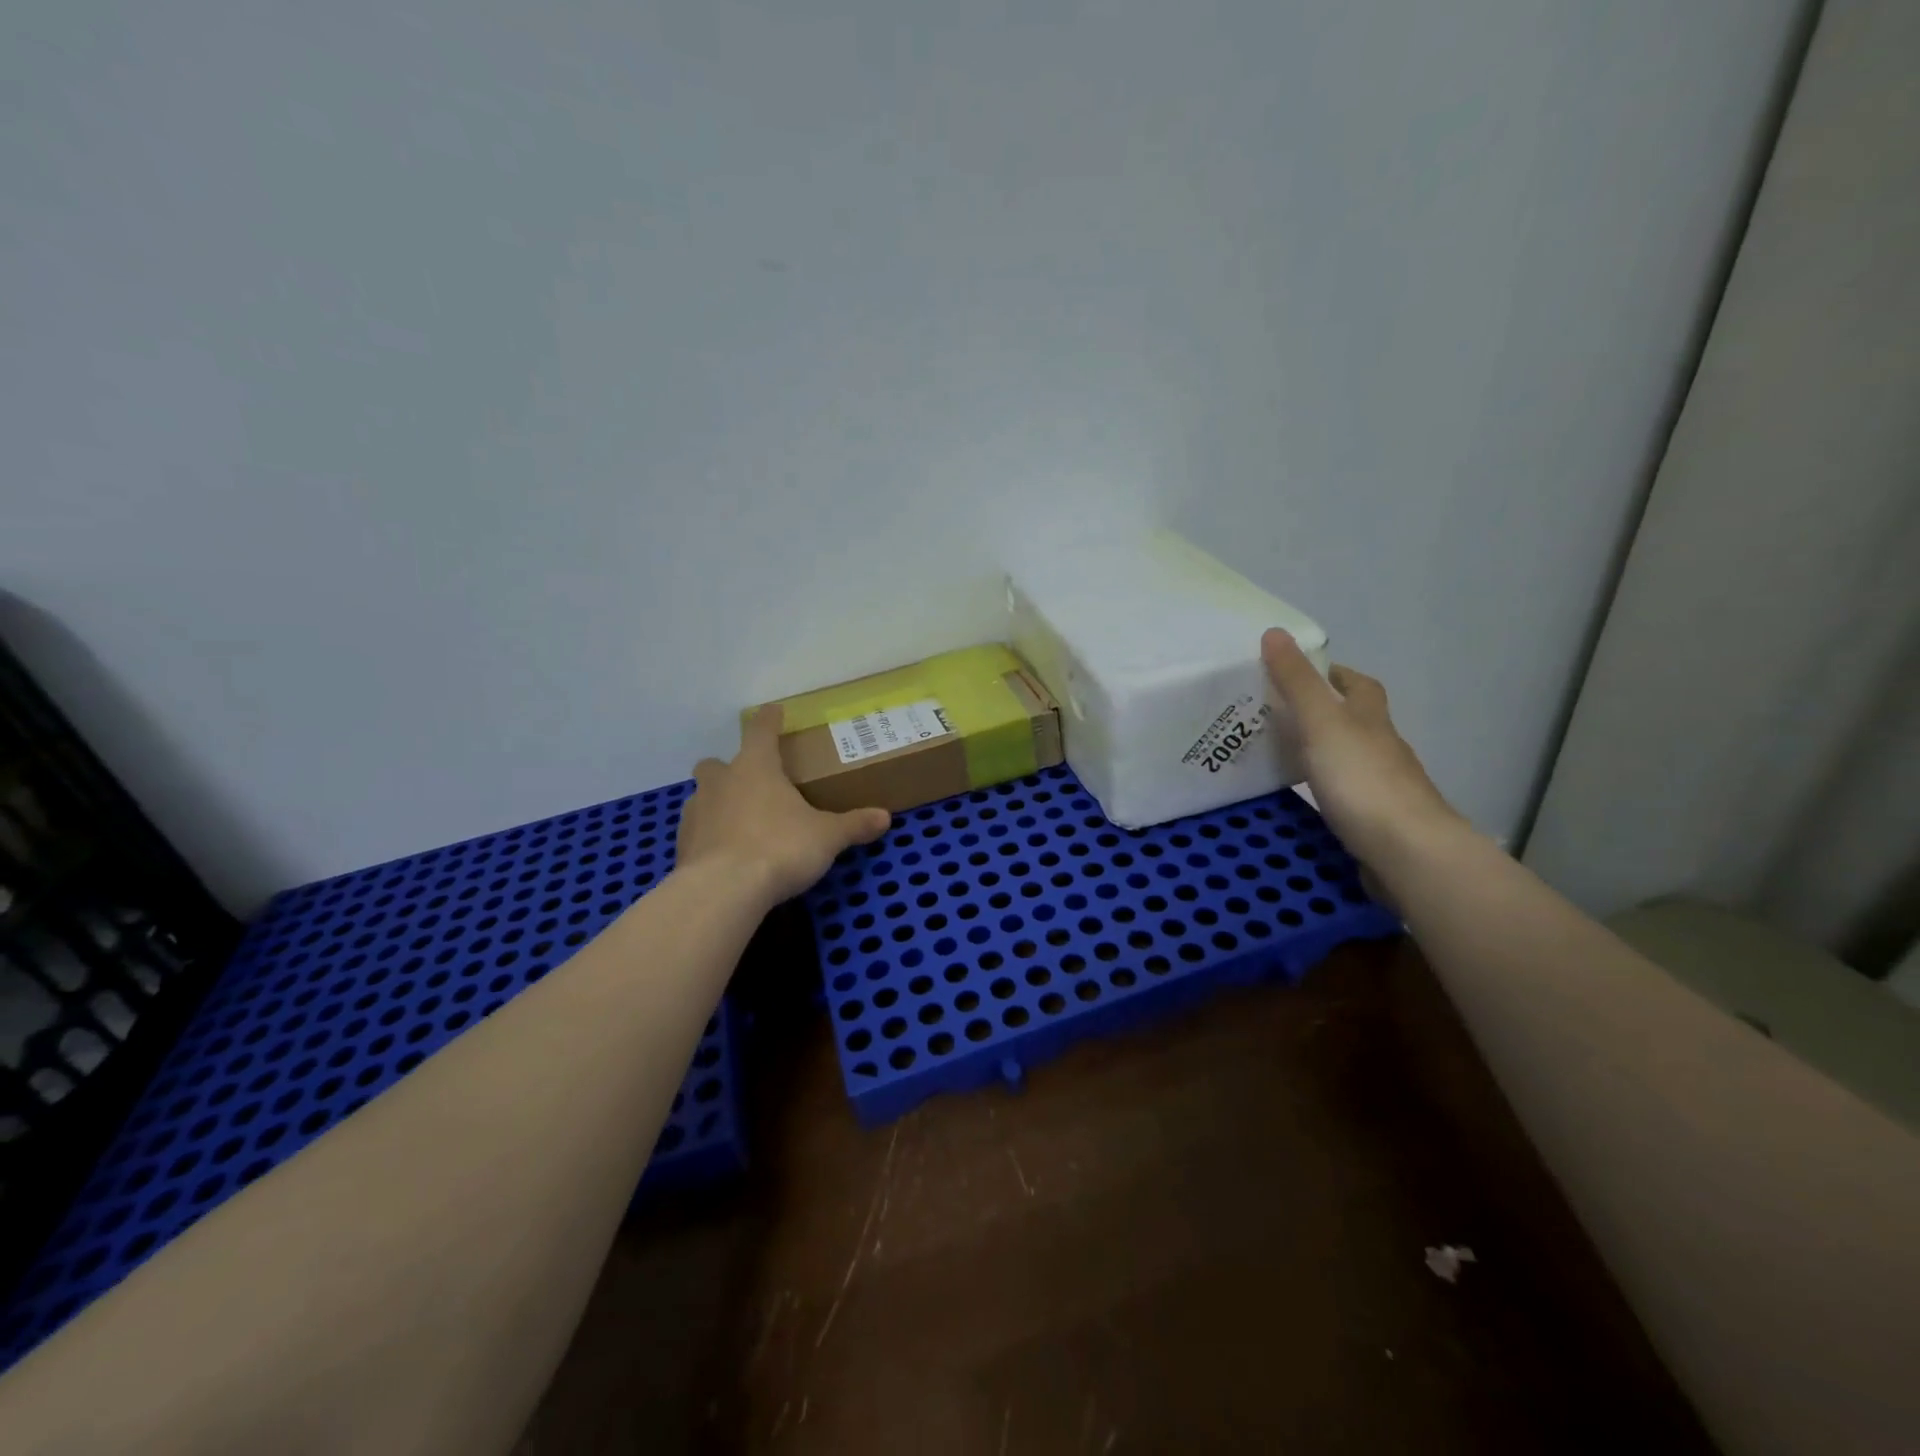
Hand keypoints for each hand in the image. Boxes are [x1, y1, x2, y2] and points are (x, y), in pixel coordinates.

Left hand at [678, 705, 892, 904]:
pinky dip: (710, 839)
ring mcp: (696, 813)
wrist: (724, 891)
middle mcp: (720, 782)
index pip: (761, 730)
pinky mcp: (682, 846)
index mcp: (756, 767)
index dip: (769, 719)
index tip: (773, 710)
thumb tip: (885, 817)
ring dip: (718, 805)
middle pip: (716, 764)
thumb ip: (853, 824)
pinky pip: (697, 833)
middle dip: (730, 770)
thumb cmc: (780, 847)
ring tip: (742, 826)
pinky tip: (727, 857)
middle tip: (752, 786)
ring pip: (702, 798)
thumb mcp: (827, 837)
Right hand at [1260, 628, 1462, 871]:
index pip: (1359, 685)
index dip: (1336, 674)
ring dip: (1325, 753)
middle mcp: (1382, 748)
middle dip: (1326, 713)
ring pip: (1351, 759)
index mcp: (1370, 720)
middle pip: (1357, 722)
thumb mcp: (1321, 723)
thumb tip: (1275, 631)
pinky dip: (1328, 789)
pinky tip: (1307, 798)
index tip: (1306, 672)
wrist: (1407, 852)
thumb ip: (1297, 682)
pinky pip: (1348, 795)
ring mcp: (1383, 787)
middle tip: (1281, 714)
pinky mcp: (1376, 821)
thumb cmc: (1362, 780)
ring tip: (1283, 754)